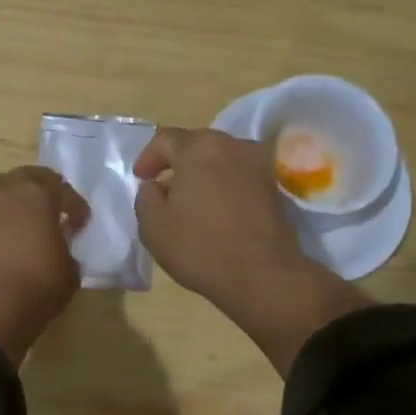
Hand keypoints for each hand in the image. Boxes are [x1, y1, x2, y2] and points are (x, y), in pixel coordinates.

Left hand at [0, 166, 89, 361]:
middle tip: (49, 210)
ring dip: (9, 202)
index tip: (80, 222)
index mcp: (36, 194)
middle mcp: (3, 193)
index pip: (60, 188)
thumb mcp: (70, 270)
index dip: (74, 205)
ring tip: (19, 223)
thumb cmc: (39, 284)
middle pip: (23, 177)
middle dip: (39, 190)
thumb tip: (57, 247)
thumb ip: (65, 249)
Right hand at [133, 127, 371, 373]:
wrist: (262, 275)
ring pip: (221, 160)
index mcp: (198, 147)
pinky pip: (240, 177)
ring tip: (191, 201)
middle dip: (177, 163)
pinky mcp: (275, 187)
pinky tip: (216, 211)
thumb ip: (146, 197)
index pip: (165, 139)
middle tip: (164, 187)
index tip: (141, 178)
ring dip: (203, 174)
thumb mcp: (153, 226)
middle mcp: (232, 145)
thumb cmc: (200, 247)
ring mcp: (259, 164)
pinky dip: (224, 186)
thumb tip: (156, 187)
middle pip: (196, 145)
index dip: (148, 157)